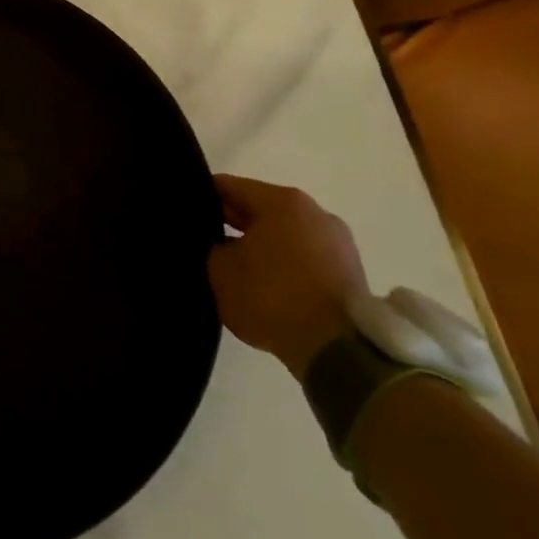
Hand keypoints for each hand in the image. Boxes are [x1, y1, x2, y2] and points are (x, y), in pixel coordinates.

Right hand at [206, 175, 367, 376]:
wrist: (338, 351)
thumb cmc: (272, 297)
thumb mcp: (221, 270)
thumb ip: (214, 247)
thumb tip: (220, 244)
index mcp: (281, 200)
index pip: (228, 187)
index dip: (202, 199)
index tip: (187, 216)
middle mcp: (314, 212)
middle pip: (260, 208)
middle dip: (234, 223)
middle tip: (206, 242)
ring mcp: (338, 242)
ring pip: (285, 234)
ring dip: (262, 245)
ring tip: (238, 269)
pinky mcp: (351, 272)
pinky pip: (306, 258)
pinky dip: (286, 265)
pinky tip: (268, 286)